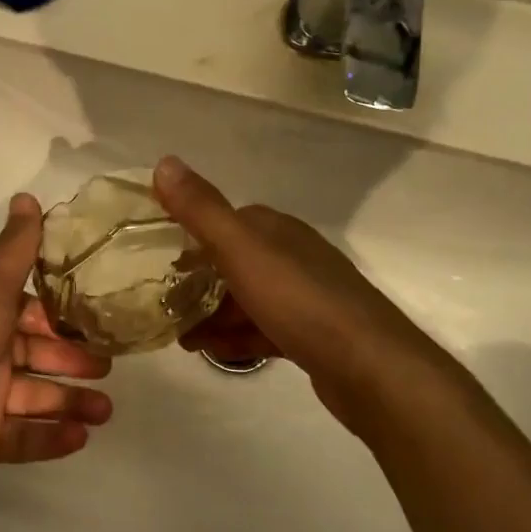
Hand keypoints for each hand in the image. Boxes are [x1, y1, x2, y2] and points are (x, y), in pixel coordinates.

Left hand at [0, 194, 113, 496]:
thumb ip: (14, 250)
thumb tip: (26, 195)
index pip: (30, 311)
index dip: (62, 316)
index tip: (98, 320)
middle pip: (36, 355)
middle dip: (73, 360)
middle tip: (110, 366)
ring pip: (36, 398)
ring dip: (71, 401)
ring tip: (106, 410)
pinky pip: (24, 438)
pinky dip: (52, 437)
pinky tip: (83, 437)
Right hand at [154, 155, 462, 437]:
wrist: (372, 369)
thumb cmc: (300, 302)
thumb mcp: (241, 252)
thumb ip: (201, 210)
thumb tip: (163, 162)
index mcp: (276, 230)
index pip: (225, 222)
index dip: (191, 237)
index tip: (158, 261)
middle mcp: (293, 255)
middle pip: (233, 263)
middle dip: (199, 283)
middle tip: (164, 307)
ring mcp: (306, 297)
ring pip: (247, 299)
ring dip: (214, 315)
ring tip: (182, 338)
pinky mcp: (313, 335)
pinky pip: (265, 328)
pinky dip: (238, 338)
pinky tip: (217, 354)